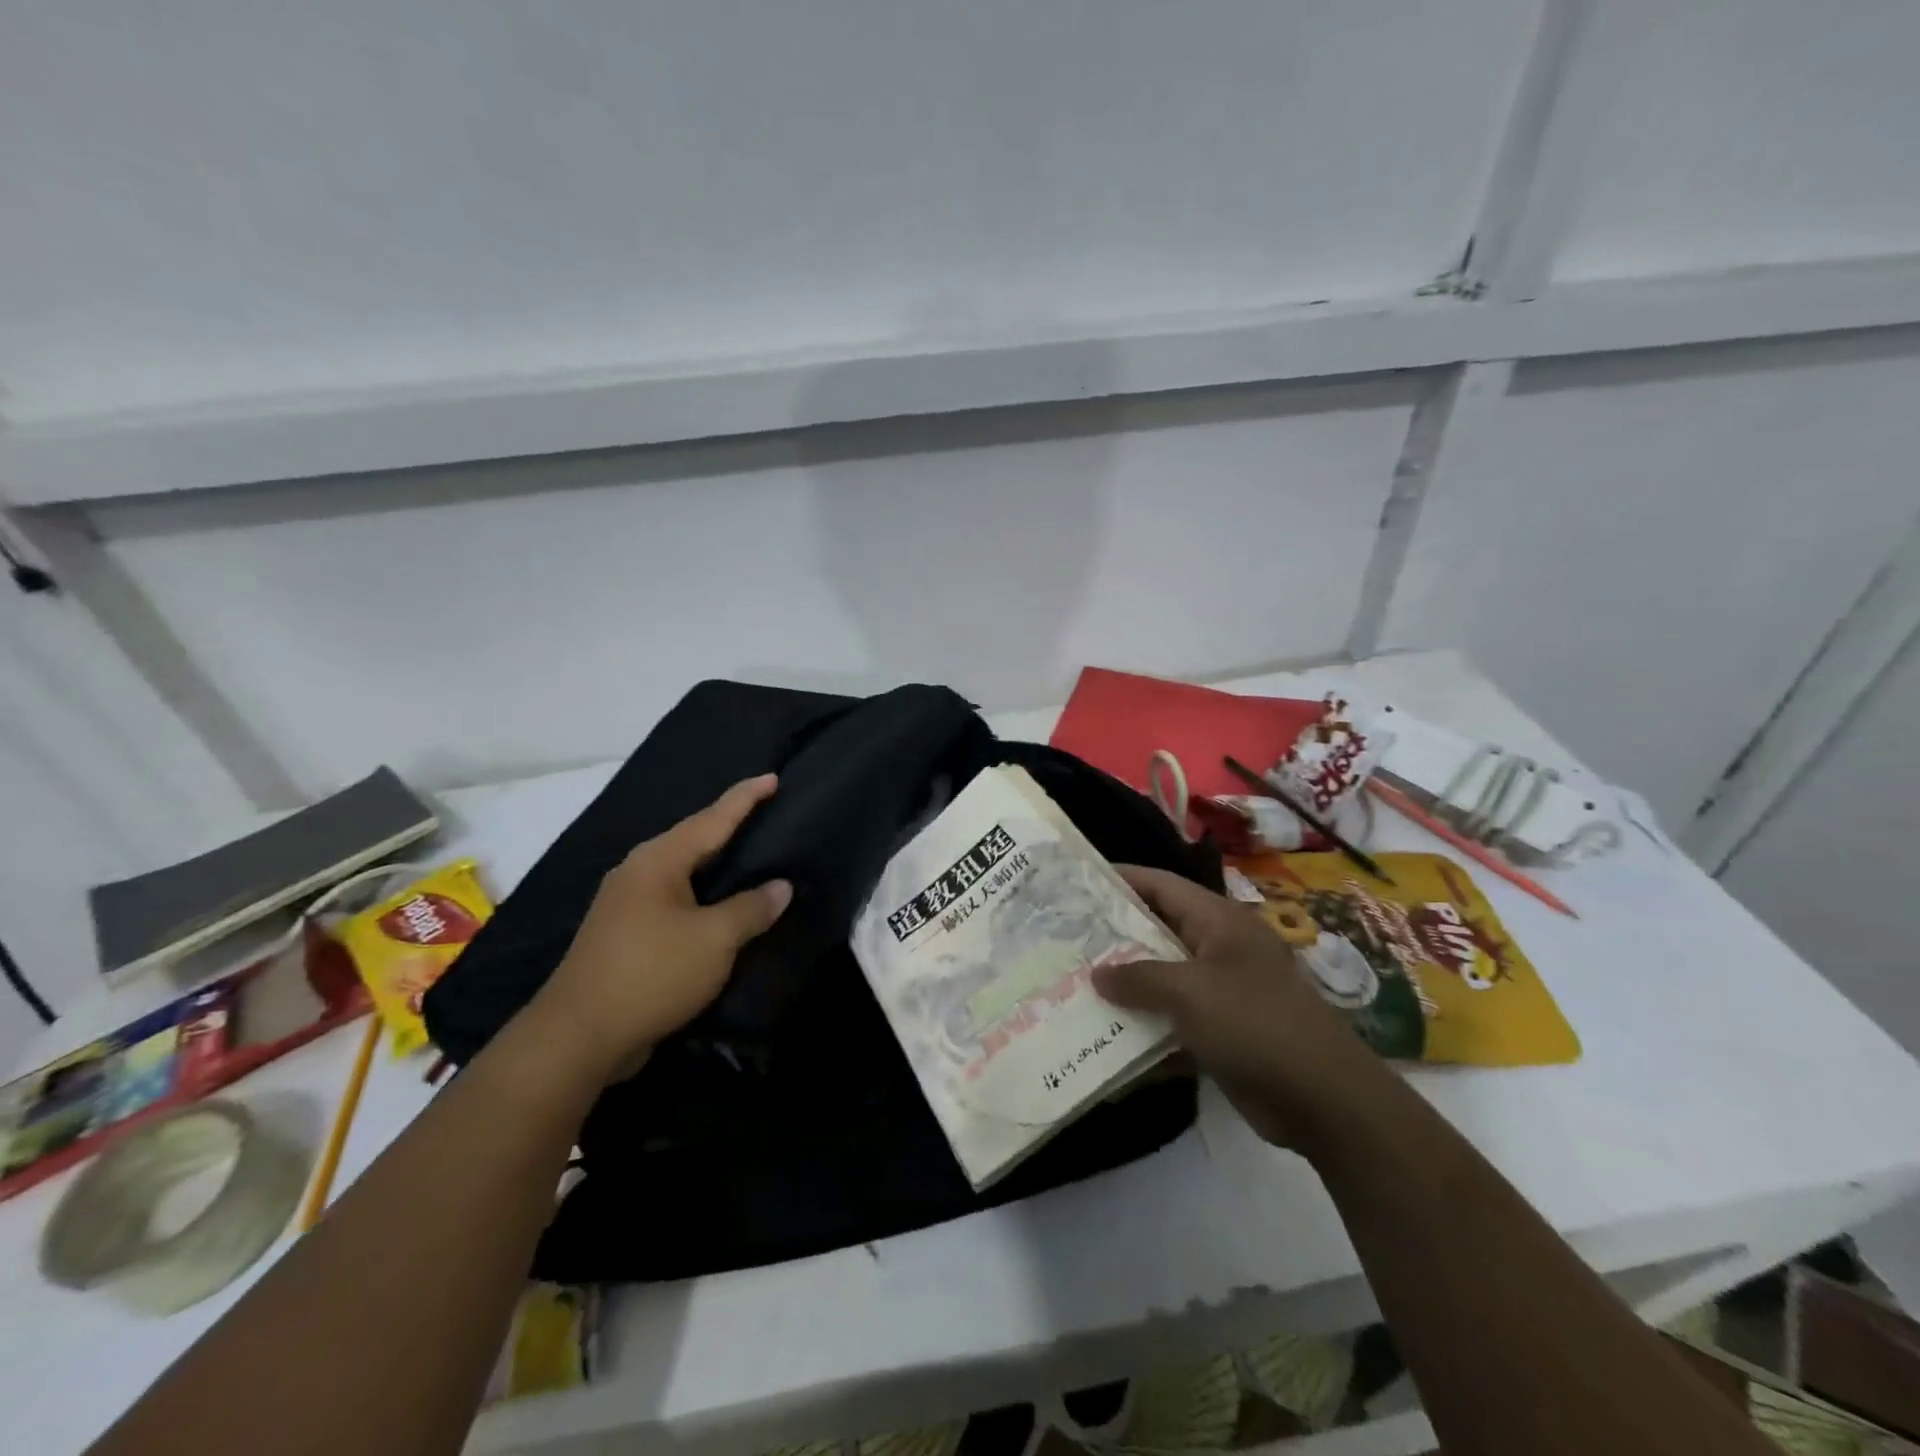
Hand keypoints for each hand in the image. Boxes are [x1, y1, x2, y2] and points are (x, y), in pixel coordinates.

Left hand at [533, 774, 791, 1082]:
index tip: (772, 777)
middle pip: (693, 838)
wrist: (579, 1036)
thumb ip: (752, 908)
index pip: (712, 819)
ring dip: (714, 861)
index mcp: (658, 861)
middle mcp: (638, 871)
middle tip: (764, 813)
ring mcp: (625, 902)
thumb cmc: (652, 973)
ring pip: (681, 869)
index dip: (745, 798)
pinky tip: (717, 902)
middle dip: (728, 825)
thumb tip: (781, 886)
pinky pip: (673, 897)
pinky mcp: (623, 932)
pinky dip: (701, 892)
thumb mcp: (715, 939)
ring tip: (747, 853)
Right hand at [1094, 865, 1391, 1150]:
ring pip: (1163, 980)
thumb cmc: (1255, 1024)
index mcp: (1219, 922)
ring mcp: (1223, 993)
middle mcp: (1220, 949)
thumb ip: (1138, 978)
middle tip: (1067, 939)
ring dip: (1127, 987)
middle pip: (1159, 932)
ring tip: (1075, 986)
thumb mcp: (1190, 992)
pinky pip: (1174, 1022)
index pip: (1162, 885)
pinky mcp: (1223, 1033)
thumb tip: (1097, 973)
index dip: (1122, 880)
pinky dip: (1146, 1030)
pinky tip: (1108, 1041)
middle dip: (1116, 937)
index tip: (1079, 884)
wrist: (1324, 1100)